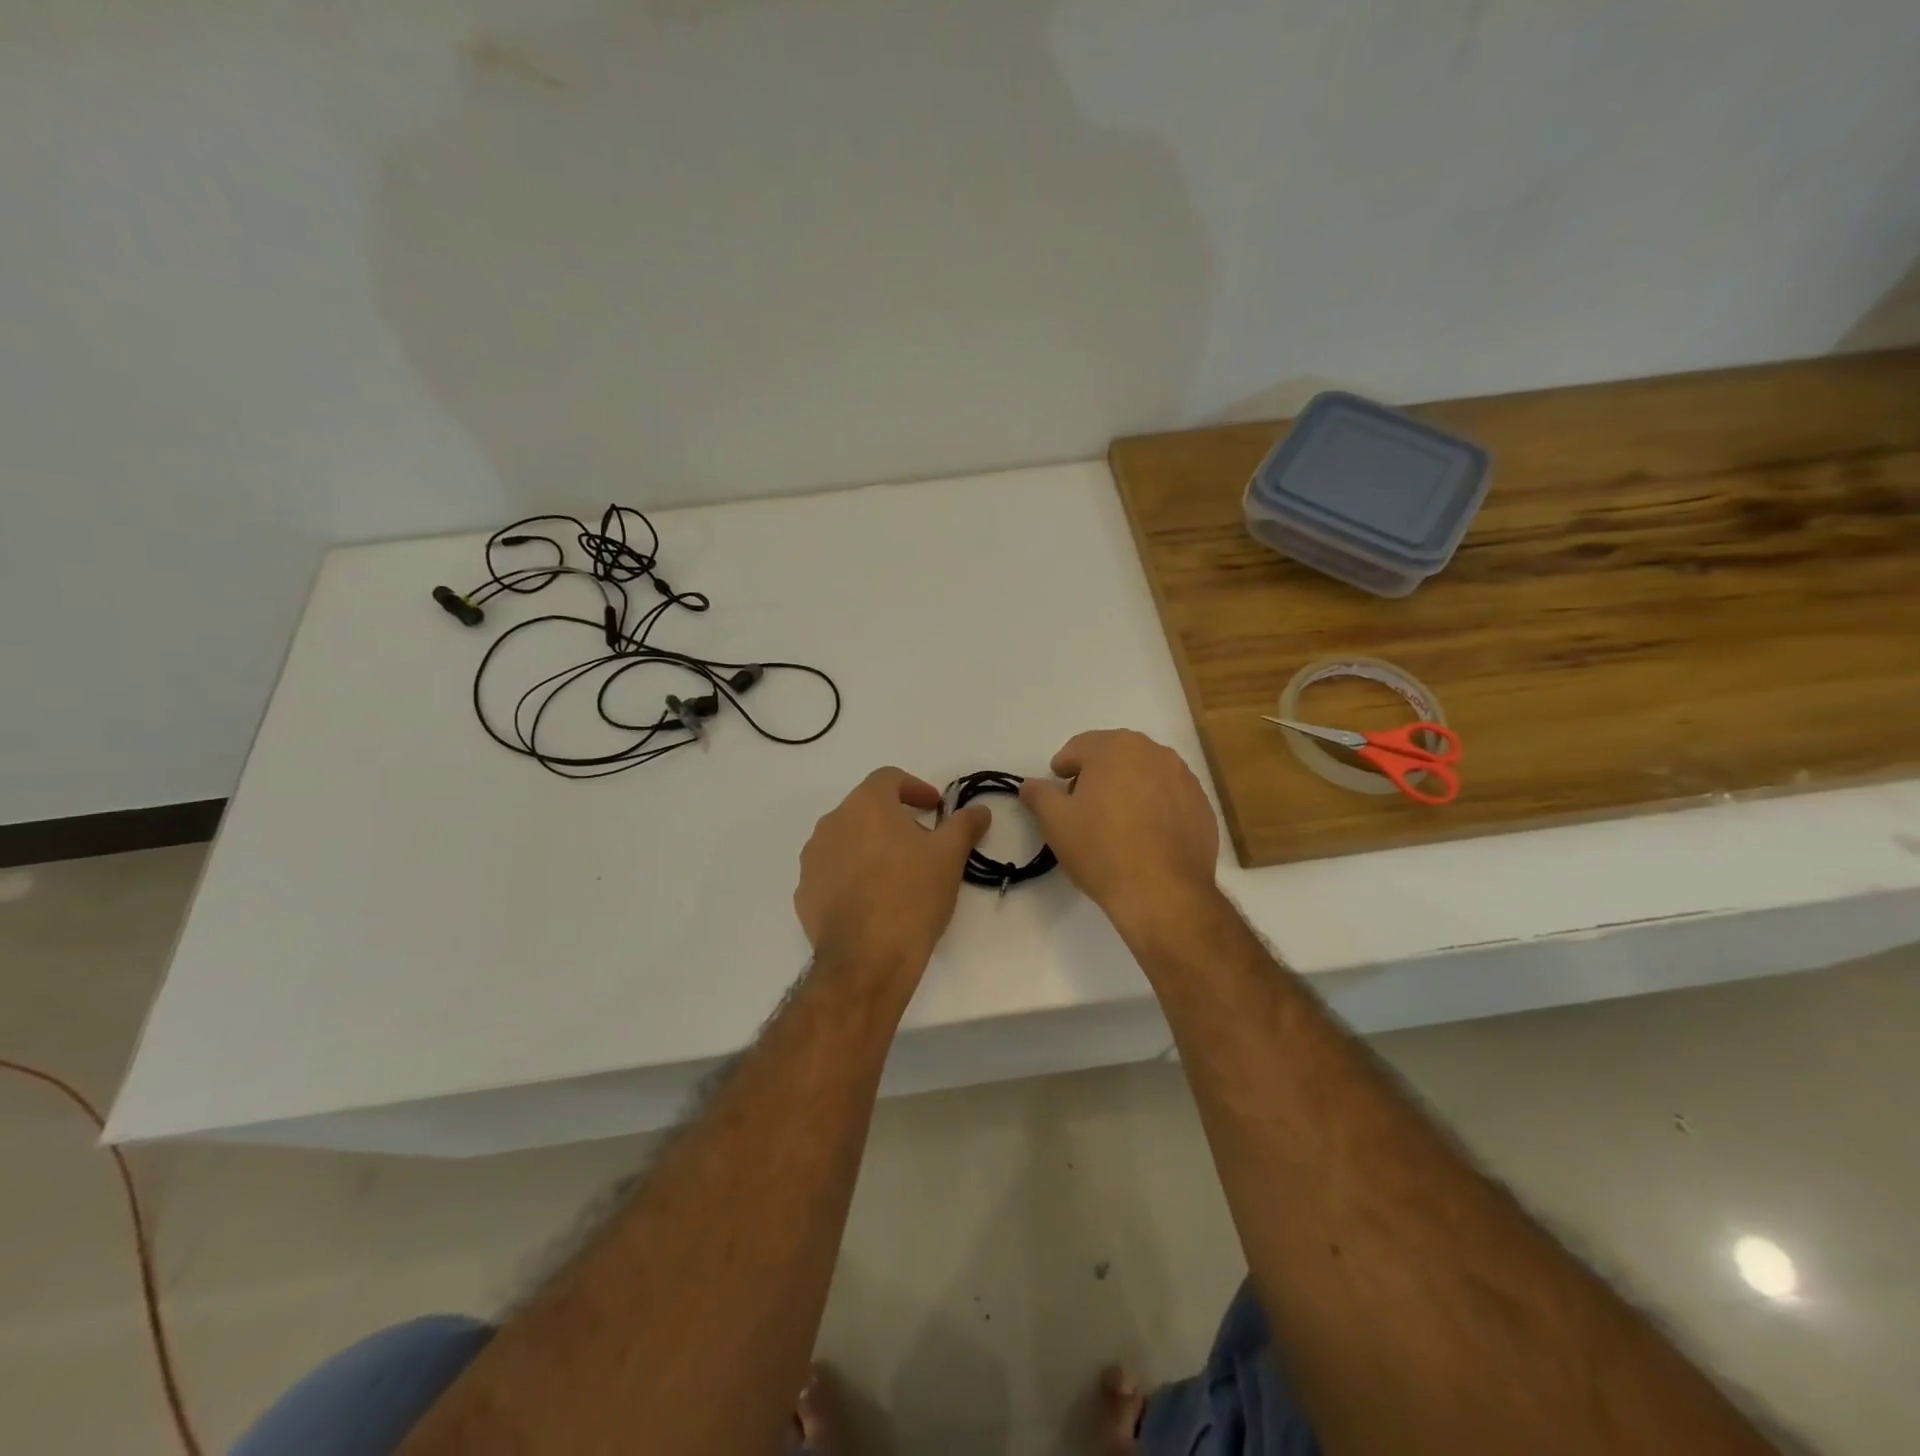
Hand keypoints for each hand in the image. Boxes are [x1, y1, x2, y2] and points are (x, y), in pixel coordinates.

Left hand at [795, 768, 989, 973]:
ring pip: (846, 840)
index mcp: (866, 805)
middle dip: (894, 820)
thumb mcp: (950, 857)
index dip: (914, 788)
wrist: (867, 958)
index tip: (934, 808)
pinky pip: (832, 872)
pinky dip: (852, 875)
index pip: (888, 778)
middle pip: (866, 808)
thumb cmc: (912, 895)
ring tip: (897, 874)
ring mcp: (813, 859)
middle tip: (922, 844)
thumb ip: (964, 826)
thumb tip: (979, 810)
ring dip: (871, 847)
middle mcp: (832, 823)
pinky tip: (873, 901)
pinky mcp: (804, 892)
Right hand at [1019, 730, 1218, 932]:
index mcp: (1116, 747)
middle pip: (1115, 755)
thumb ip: (1039, 795)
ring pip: (1145, 774)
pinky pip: (1169, 797)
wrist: (1164, 892)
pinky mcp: (1203, 806)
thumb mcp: (1056, 822)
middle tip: (1083, 804)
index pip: (1080, 747)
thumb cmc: (1101, 849)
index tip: (1057, 788)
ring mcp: (1184, 778)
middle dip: (1096, 774)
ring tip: (1116, 821)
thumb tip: (1028, 784)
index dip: (1063, 766)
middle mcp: (1154, 752)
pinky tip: (1145, 836)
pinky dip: (1155, 807)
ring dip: (1128, 788)